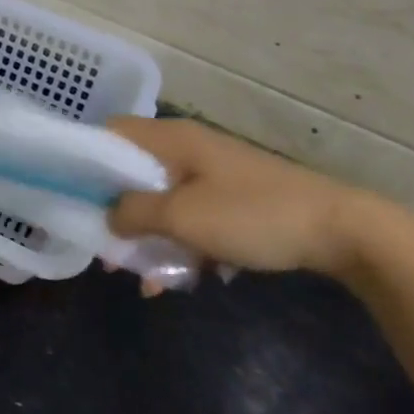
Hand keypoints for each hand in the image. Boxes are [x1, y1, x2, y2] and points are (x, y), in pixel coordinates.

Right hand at [107, 117, 384, 277]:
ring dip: (148, 236)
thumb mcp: (183, 217)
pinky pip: (189, 216)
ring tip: (142, 279)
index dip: (86, 159)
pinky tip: (180, 280)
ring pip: (160, 199)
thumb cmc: (253, 215)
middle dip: (115, 211)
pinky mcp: (231, 198)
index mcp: (171, 139)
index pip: (111, 132)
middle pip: (132, 172)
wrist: (340, 231)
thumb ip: (134, 213)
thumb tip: (107, 218)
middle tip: (104, 249)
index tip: (72, 196)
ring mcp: (211, 173)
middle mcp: (186, 148)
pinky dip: (179, 243)